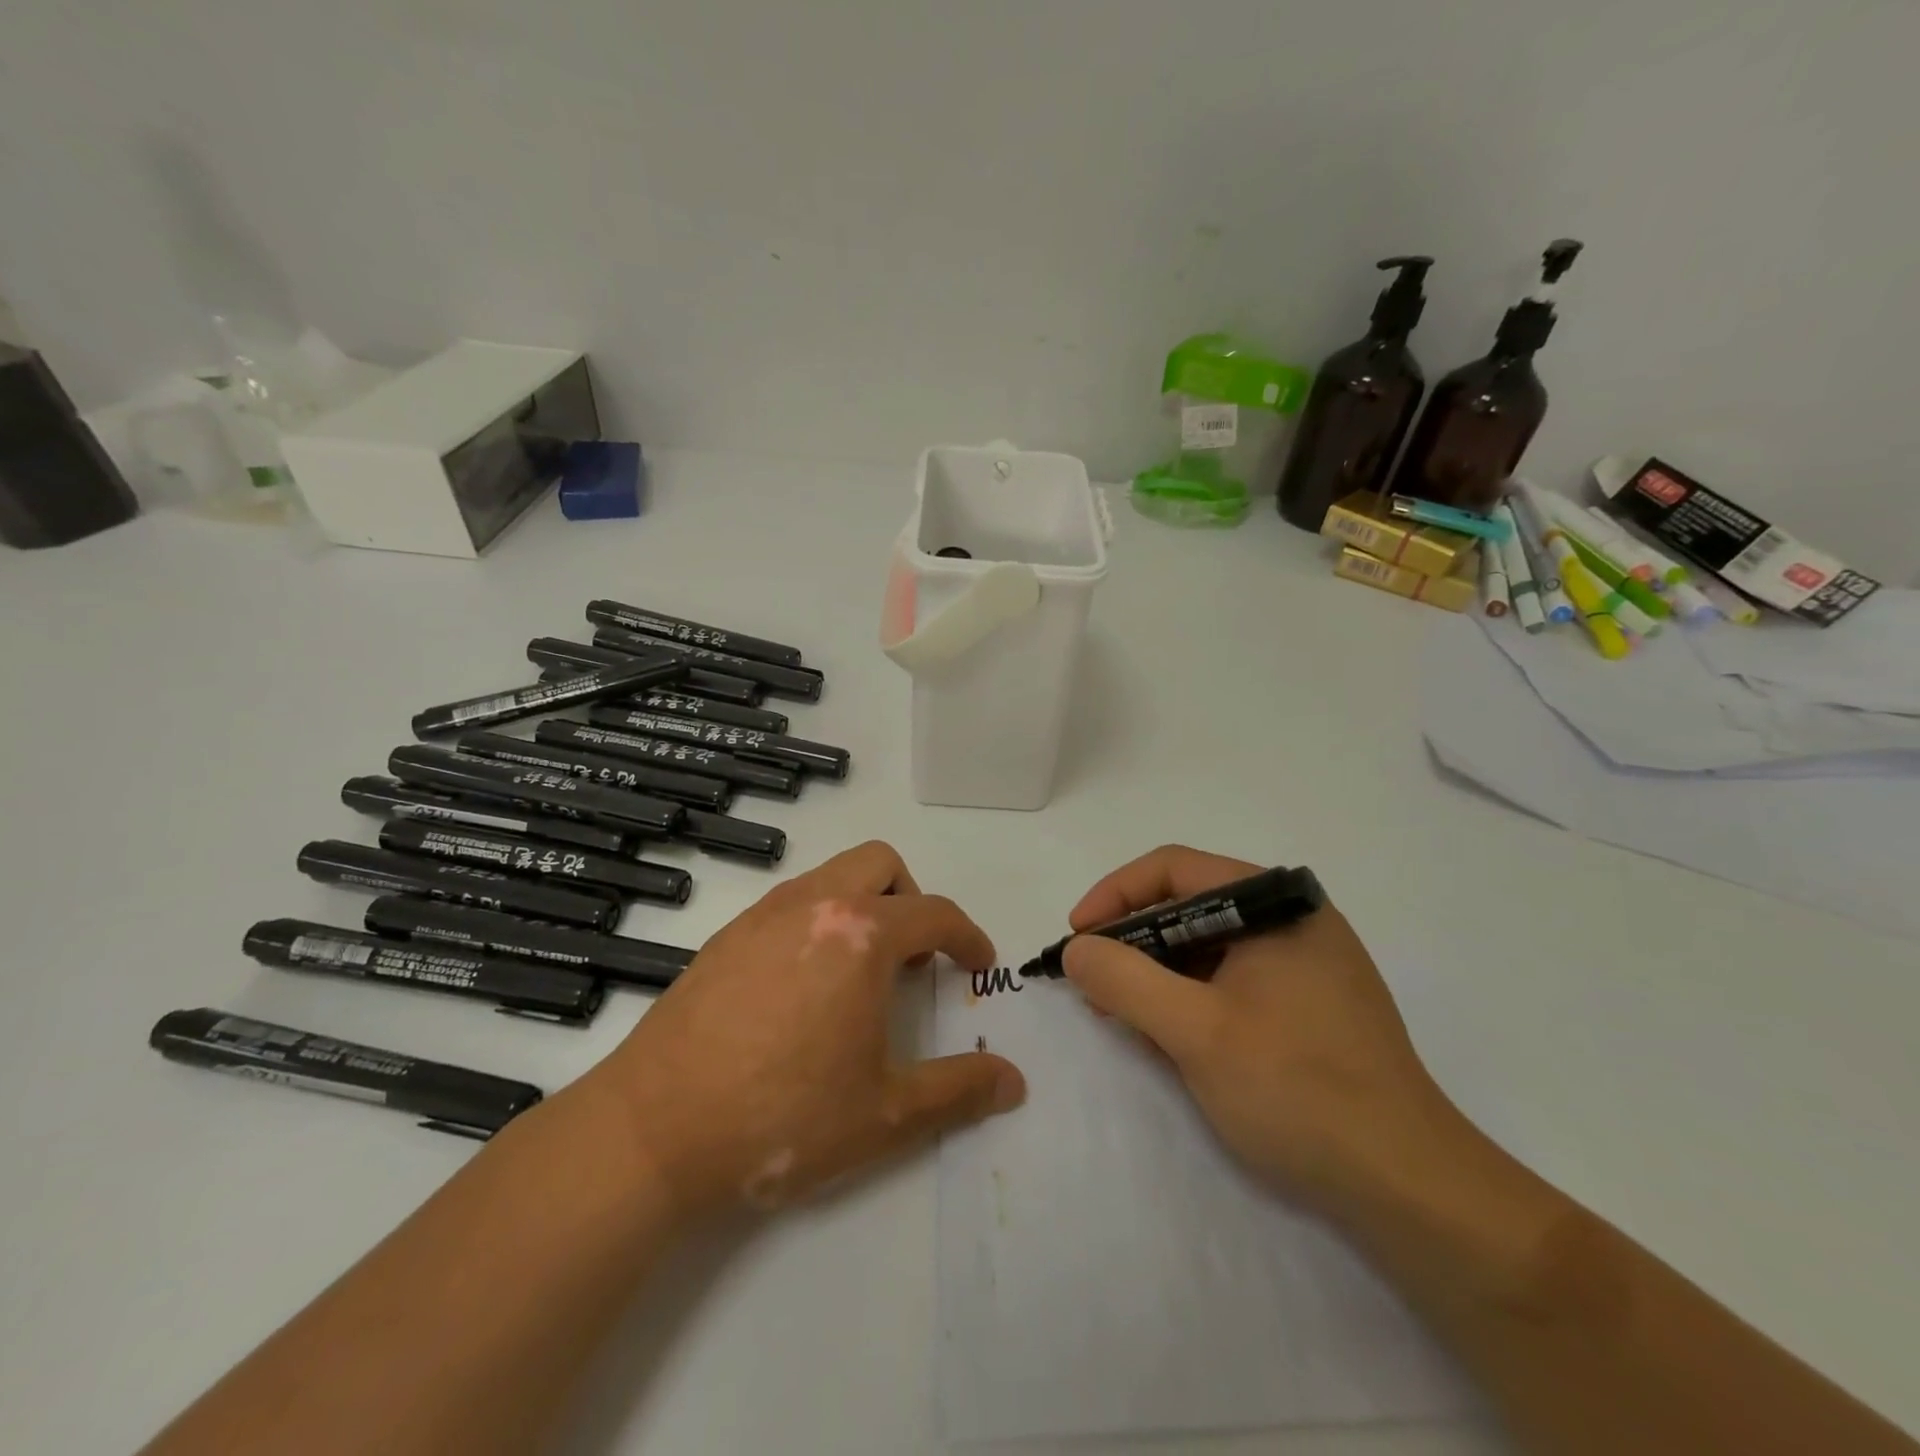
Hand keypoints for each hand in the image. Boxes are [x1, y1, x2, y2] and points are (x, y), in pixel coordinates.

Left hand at [583, 841, 1026, 1221]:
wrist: (651, 1132)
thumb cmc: (782, 1119)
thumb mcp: (884, 1116)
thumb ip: (958, 1092)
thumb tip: (1013, 1082)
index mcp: (861, 936)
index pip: (935, 913)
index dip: (967, 937)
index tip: (977, 964)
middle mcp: (814, 904)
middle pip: (881, 864)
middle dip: (911, 900)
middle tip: (912, 960)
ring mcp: (763, 914)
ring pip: (831, 875)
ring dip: (862, 905)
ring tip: (859, 974)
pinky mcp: (726, 935)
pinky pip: (791, 902)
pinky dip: (817, 921)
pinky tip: (803, 988)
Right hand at [1063, 846, 1462, 1217]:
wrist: (1409, 1187)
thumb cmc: (1297, 1090)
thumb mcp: (1194, 1031)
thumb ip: (1124, 980)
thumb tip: (1077, 950)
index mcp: (1275, 904)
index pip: (1173, 869)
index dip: (1114, 896)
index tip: (1078, 938)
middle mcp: (1293, 919)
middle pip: (1189, 905)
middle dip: (1133, 941)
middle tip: (1094, 984)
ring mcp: (1307, 962)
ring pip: (1209, 946)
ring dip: (1159, 974)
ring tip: (1124, 1016)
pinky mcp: (1311, 1003)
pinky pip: (1233, 979)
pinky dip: (1192, 997)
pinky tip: (1171, 1037)